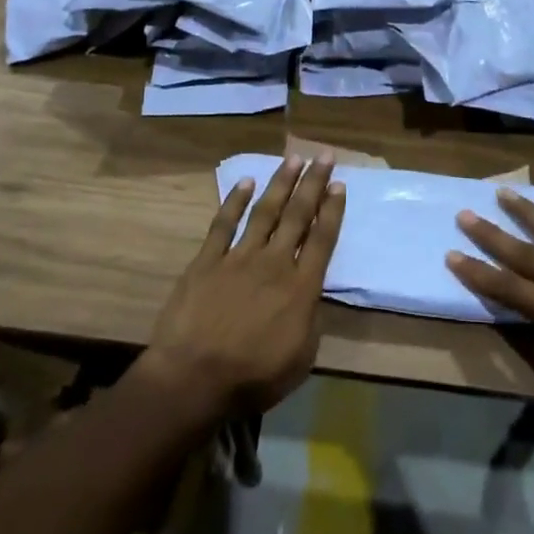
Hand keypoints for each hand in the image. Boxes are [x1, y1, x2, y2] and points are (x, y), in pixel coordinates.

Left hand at [139, 156, 344, 422]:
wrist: (194, 377)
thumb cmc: (252, 377)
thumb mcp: (300, 359)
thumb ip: (310, 321)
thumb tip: (311, 296)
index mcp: (300, 288)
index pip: (322, 239)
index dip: (332, 210)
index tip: (339, 184)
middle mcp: (274, 262)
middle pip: (298, 215)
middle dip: (313, 183)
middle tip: (324, 155)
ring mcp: (239, 257)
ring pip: (265, 211)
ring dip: (280, 183)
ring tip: (293, 158)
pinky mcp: (207, 260)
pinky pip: (224, 224)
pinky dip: (235, 201)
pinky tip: (245, 182)